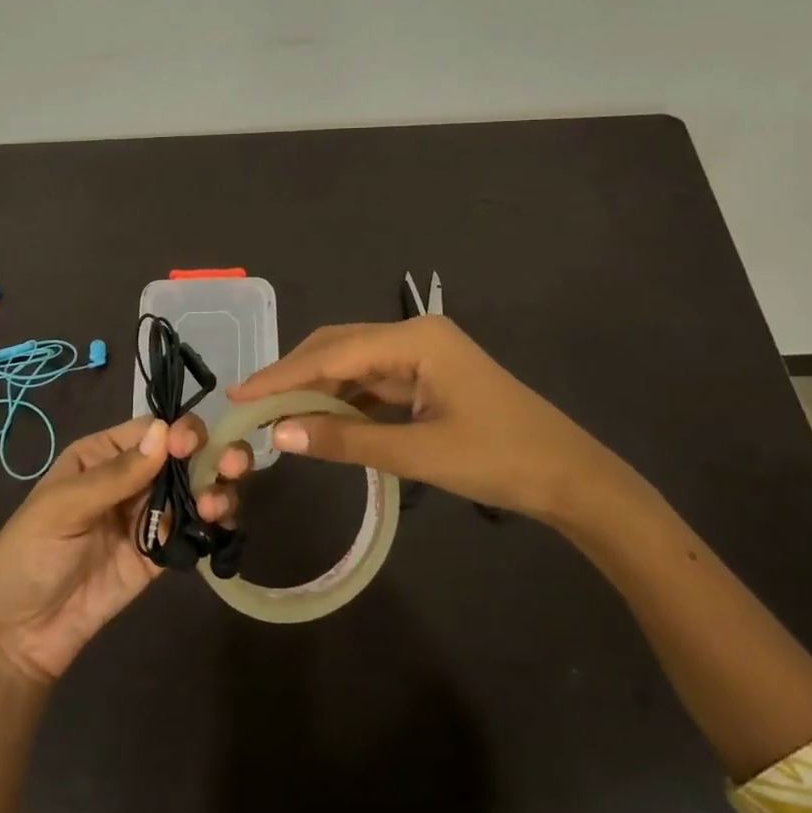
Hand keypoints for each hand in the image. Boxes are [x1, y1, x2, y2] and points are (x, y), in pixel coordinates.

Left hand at [0, 415, 248, 683]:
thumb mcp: (62, 508)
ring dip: (217, 489)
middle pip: (184, 456)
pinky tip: (221, 526)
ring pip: (197, 490)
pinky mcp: (162, 554)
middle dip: (212, 455)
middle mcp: (133, 478)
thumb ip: (115, 474)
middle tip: (231, 466)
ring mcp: (150, 517)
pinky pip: (195, 530)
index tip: (191, 447)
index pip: (152, 431)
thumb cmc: (28, 555)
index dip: (178, 432)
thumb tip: (165, 431)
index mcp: (103, 455)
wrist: (19, 636)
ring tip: (218, 506)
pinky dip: (215, 524)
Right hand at [227, 316, 622, 520]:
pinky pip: (374, 381)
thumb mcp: (418, 452)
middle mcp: (414, 334)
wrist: (572, 478)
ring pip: (354, 364)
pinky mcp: (429, 376)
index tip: (239, 395)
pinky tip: (322, 420)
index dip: (282, 376)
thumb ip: (346, 440)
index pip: (332, 352)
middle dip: (295, 376)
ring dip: (318, 389)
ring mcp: (424, 354)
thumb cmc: (499, 459)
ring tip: (277, 416)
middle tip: (252, 406)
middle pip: (339, 347)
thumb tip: (279, 435)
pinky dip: (345, 400)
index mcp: (415, 339)